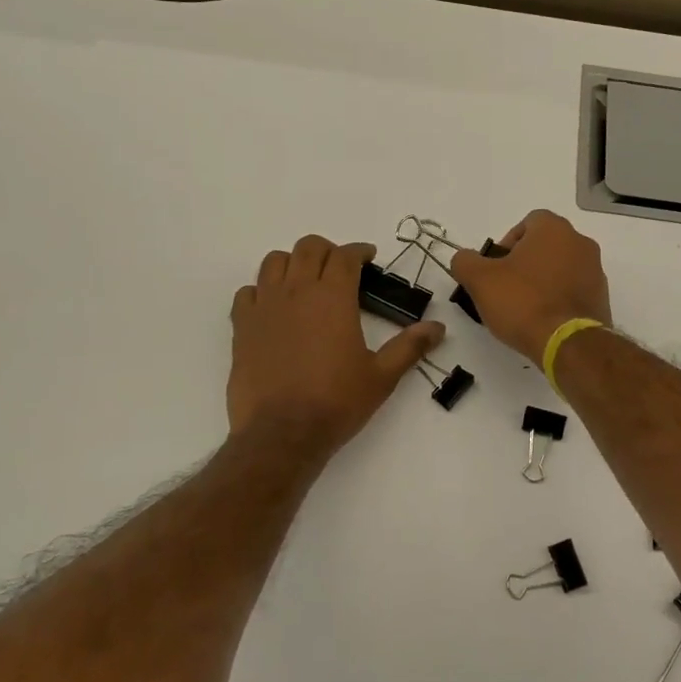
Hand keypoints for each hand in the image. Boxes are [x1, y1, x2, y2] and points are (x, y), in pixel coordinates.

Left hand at [228, 235, 445, 459]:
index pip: (345, 255)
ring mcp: (265, 306)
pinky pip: (247, 292)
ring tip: (305, 281)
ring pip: (274, 261)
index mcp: (333, 297)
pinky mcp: (242, 326)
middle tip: (339, 268)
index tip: (368, 257)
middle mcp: (297, 291)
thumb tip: (438, 328)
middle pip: (309, 247)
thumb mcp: (381, 376)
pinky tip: (273, 307)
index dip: (359, 251)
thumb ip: (410, 347)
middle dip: (327, 250)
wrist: (281, 434)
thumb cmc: (336, 402)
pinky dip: (261, 290)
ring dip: (293, 263)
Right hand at [450, 210, 611, 363]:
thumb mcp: (480, 280)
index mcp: (554, 229)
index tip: (496, 267)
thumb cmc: (523, 302)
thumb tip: (464, 258)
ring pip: (561, 267)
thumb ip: (465, 261)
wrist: (568, 344)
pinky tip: (543, 319)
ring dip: (542, 280)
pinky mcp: (602, 298)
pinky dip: (558, 298)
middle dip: (524, 262)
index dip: (508, 242)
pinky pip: (574, 290)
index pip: (528, 222)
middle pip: (545, 245)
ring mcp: (595, 270)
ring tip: (523, 307)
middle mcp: (580, 242)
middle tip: (505, 287)